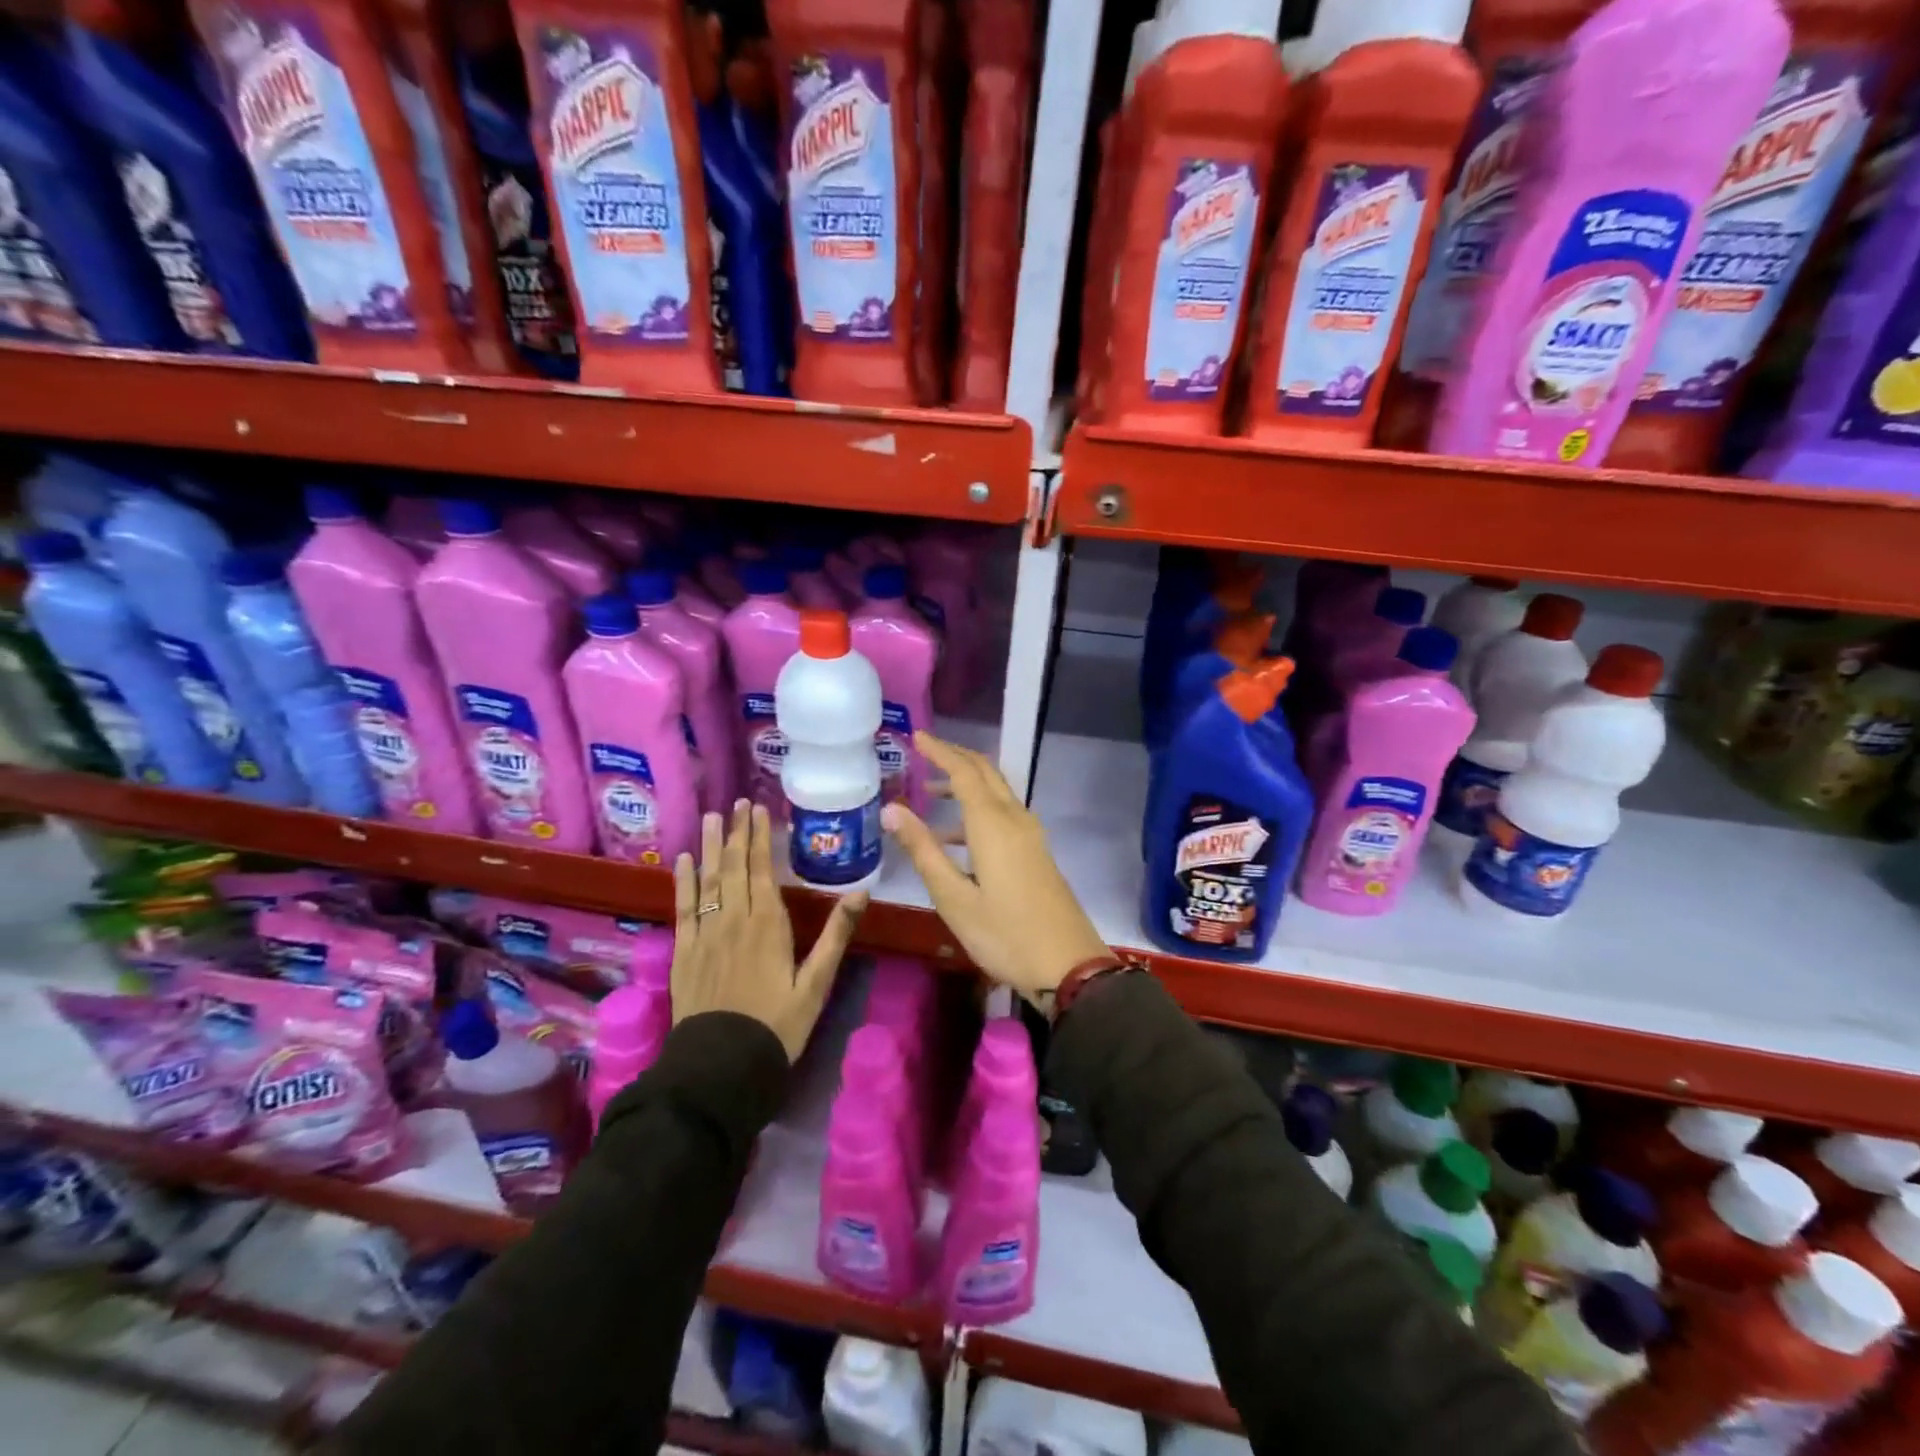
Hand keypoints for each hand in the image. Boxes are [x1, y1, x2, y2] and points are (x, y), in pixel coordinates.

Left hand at [670, 800, 867, 1062]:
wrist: (722, 1067)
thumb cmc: (777, 1025)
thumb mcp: (816, 984)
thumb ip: (836, 935)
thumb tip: (861, 892)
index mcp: (768, 924)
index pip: (762, 869)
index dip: (759, 837)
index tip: (758, 810)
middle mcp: (734, 920)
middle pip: (734, 867)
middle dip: (736, 833)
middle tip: (737, 804)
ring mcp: (705, 934)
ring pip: (708, 880)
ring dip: (710, 847)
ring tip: (712, 818)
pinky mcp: (684, 952)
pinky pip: (683, 908)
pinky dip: (683, 882)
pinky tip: (684, 861)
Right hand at [882, 732, 1110, 1011]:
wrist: (1069, 965)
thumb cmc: (1004, 933)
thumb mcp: (953, 897)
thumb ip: (923, 850)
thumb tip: (892, 809)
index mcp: (993, 824)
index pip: (963, 772)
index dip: (939, 751)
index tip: (916, 737)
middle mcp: (1015, 820)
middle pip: (985, 774)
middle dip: (955, 758)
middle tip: (923, 752)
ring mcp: (1030, 836)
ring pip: (996, 794)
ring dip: (965, 786)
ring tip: (929, 796)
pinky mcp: (1036, 853)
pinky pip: (1003, 815)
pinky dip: (977, 812)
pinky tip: (954, 840)